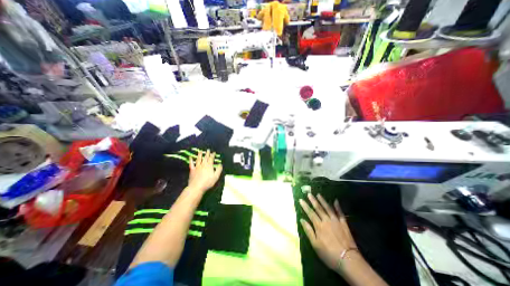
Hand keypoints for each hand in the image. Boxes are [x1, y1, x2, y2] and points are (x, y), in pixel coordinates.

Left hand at [187, 150, 219, 194]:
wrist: (196, 187)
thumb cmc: (207, 182)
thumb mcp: (216, 177)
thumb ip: (218, 170)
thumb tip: (220, 164)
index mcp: (209, 166)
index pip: (211, 159)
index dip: (212, 155)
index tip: (213, 152)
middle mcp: (203, 165)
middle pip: (205, 158)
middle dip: (207, 153)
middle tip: (208, 150)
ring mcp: (197, 167)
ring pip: (199, 159)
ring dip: (200, 155)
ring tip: (200, 151)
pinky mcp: (192, 170)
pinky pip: (191, 164)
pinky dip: (191, 160)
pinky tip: (190, 157)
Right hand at [300, 195, 355, 271]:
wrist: (348, 260)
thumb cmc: (329, 253)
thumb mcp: (315, 244)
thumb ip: (308, 231)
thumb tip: (302, 220)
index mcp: (319, 225)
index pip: (310, 213)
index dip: (305, 206)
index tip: (301, 200)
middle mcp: (326, 220)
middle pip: (318, 208)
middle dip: (313, 200)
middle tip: (309, 193)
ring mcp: (336, 221)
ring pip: (328, 208)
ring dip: (323, 201)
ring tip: (318, 194)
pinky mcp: (344, 224)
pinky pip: (340, 213)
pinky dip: (338, 206)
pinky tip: (336, 200)